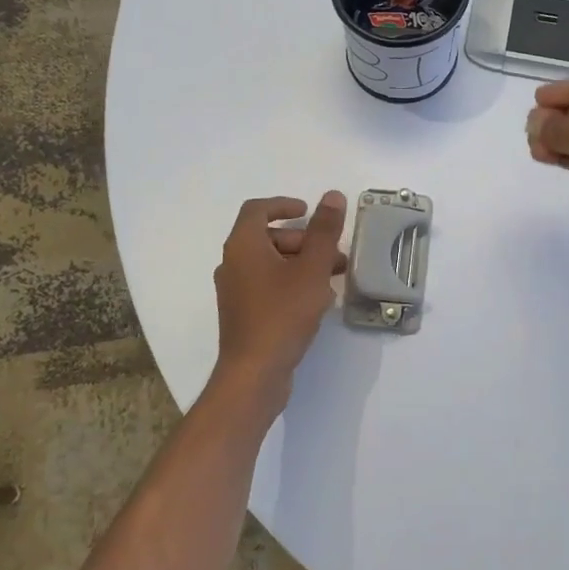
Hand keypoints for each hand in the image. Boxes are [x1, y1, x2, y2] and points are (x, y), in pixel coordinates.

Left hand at [211, 193, 347, 414]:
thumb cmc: (283, 314)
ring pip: (271, 263)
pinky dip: (292, 282)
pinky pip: (269, 285)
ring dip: (302, 263)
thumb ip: (324, 231)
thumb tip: (332, 196)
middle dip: (304, 240)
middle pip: (268, 237)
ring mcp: (236, 291)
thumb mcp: (312, 269)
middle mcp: (233, 264)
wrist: (254, 373)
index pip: (257, 209)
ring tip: (335, 277)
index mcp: (243, 246)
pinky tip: (319, 300)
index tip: (309, 211)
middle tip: (334, 253)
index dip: (284, 205)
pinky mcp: (244, 313)